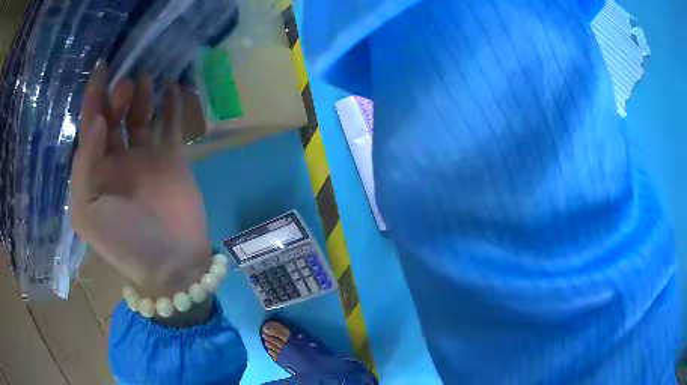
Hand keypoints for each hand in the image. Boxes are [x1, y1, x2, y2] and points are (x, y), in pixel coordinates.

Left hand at [70, 65, 210, 302]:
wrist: (169, 263)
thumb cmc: (123, 241)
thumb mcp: (86, 212)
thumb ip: (84, 166)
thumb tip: (97, 122)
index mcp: (95, 171)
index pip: (90, 127)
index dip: (92, 99)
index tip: (100, 70)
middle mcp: (117, 159)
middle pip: (115, 117)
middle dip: (117, 96)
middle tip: (126, 85)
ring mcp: (146, 157)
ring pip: (141, 116)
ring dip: (142, 95)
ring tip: (145, 79)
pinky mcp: (172, 158)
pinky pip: (170, 125)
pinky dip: (172, 105)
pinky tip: (173, 87)